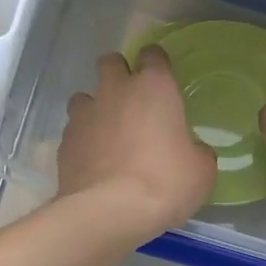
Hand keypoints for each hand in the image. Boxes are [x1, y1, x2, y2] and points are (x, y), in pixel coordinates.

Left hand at [58, 48, 215, 237]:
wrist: (109, 212)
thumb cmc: (166, 183)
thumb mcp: (201, 170)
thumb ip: (197, 151)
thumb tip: (191, 151)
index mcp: (154, 87)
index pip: (153, 54)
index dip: (157, 63)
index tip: (163, 79)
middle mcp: (116, 90)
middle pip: (111, 62)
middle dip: (120, 74)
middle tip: (133, 101)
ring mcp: (85, 114)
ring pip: (85, 95)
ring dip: (96, 107)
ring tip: (109, 134)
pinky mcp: (64, 141)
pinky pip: (74, 130)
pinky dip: (83, 139)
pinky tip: (94, 160)